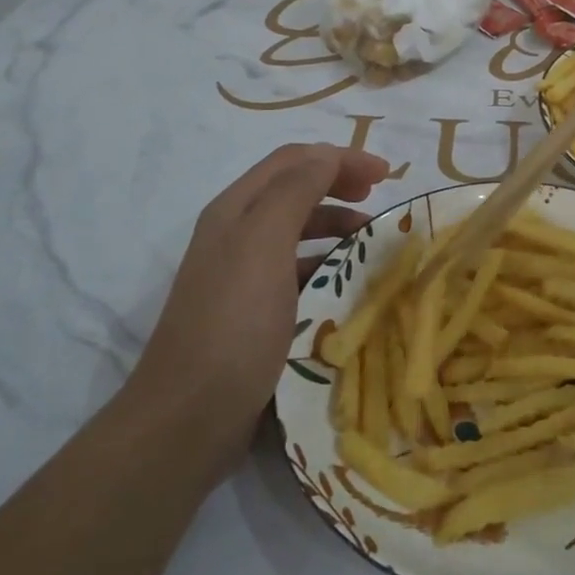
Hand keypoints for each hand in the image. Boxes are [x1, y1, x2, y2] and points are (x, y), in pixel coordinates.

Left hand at [133, 144, 388, 479]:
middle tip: (378, 200)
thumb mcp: (264, 244)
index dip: (340, 157)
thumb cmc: (234, 323)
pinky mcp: (253, 313)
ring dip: (336, 226)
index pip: (293, 161)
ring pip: (298, 232)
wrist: (188, 418)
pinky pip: (298, 272)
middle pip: (295, 191)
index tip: (386, 175)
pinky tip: (346, 285)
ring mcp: (242, 275)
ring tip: (371, 243)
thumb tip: (327, 156)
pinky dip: (327, 266)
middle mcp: (236, 234)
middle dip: (339, 186)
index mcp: (235, 209)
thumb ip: (296, 191)